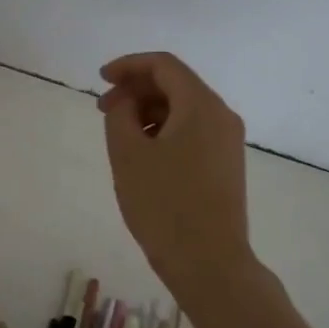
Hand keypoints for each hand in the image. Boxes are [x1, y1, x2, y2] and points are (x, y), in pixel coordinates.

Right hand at [98, 52, 252, 290]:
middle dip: (137, 89)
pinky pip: (193, 131)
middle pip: (176, 84)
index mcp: (201, 106)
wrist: (208, 262)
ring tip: (120, 134)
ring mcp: (228, 142)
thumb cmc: (163, 204)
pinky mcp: (226, 165)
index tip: (100, 79)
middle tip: (103, 110)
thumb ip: (121, 115)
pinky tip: (144, 153)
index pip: (164, 65)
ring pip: (184, 109)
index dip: (129, 65)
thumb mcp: (128, 154)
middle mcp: (221, 116)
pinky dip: (165, 130)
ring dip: (149, 111)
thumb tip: (126, 102)